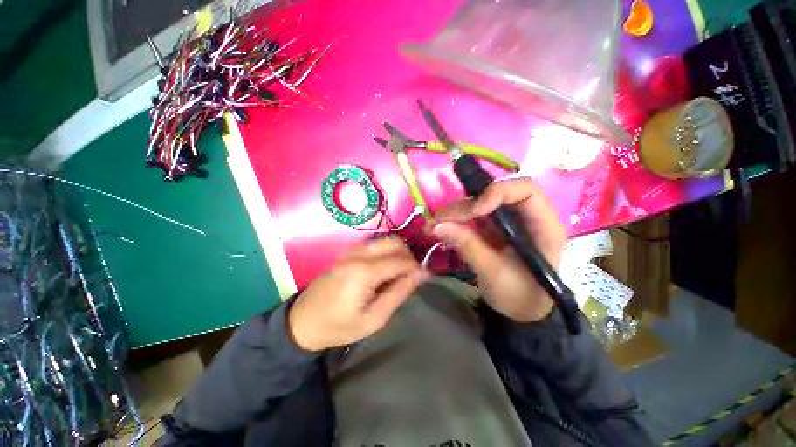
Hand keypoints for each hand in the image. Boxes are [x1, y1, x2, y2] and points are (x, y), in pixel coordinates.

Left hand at [288, 237, 428, 351]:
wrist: (303, 321)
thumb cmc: (340, 326)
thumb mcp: (374, 318)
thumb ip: (399, 292)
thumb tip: (421, 274)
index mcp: (365, 271)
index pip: (401, 260)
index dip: (417, 267)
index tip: (426, 277)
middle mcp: (359, 254)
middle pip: (395, 243)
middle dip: (409, 256)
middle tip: (410, 276)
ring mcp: (352, 250)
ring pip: (386, 240)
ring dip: (398, 253)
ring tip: (398, 274)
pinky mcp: (349, 252)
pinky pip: (375, 244)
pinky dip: (386, 252)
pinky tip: (384, 270)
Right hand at [432, 178, 565, 321]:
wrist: (522, 310)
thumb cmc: (519, 296)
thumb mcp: (493, 273)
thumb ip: (468, 246)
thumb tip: (437, 226)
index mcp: (542, 226)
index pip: (525, 190)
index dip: (497, 193)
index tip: (473, 211)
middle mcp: (525, 216)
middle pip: (494, 194)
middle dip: (464, 206)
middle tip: (438, 221)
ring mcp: (508, 220)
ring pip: (479, 203)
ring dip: (454, 212)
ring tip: (432, 225)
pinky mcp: (494, 226)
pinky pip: (472, 216)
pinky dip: (454, 220)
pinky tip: (439, 227)